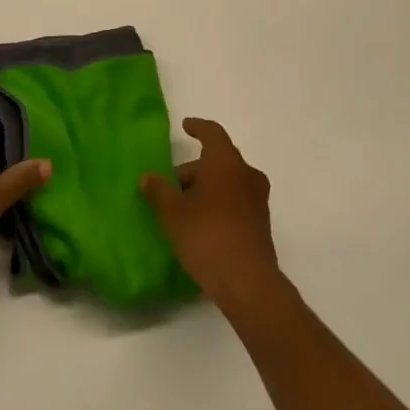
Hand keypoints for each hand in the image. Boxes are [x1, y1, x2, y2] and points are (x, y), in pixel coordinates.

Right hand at [141, 117, 283, 313]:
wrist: (247, 283)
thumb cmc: (206, 235)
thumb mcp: (173, 212)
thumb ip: (159, 190)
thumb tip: (148, 177)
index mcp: (226, 162)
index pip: (212, 133)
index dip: (198, 127)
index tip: (186, 126)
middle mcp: (246, 174)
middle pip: (218, 160)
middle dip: (195, 169)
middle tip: (172, 185)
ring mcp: (257, 200)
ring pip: (227, 182)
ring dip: (207, 188)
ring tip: (183, 208)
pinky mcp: (261, 224)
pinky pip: (236, 201)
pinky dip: (219, 203)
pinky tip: (201, 225)